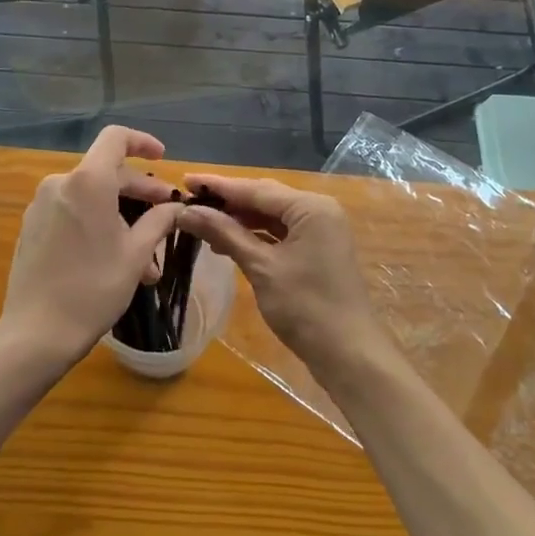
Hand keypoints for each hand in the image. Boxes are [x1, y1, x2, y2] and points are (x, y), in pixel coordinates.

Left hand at [0, 126, 184, 369]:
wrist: (36, 332)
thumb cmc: (94, 288)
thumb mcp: (136, 254)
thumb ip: (158, 221)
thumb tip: (175, 207)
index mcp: (87, 182)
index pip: (116, 138)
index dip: (142, 142)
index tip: (162, 159)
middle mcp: (60, 184)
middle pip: (106, 172)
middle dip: (139, 192)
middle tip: (166, 216)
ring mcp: (41, 206)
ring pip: (91, 198)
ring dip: (121, 217)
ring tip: (145, 258)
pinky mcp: (32, 227)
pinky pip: (72, 213)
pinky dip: (97, 224)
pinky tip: (114, 259)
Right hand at [177, 174, 380, 372]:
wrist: (349, 355)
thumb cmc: (306, 307)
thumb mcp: (261, 267)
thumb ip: (224, 234)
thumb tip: (186, 211)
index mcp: (310, 207)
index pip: (255, 188)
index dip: (217, 186)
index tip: (185, 180)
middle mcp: (318, 210)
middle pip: (265, 198)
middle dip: (228, 201)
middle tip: (189, 201)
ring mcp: (320, 231)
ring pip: (271, 216)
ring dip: (239, 220)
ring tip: (202, 223)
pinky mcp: (317, 251)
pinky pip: (280, 233)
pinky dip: (255, 236)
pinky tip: (228, 243)